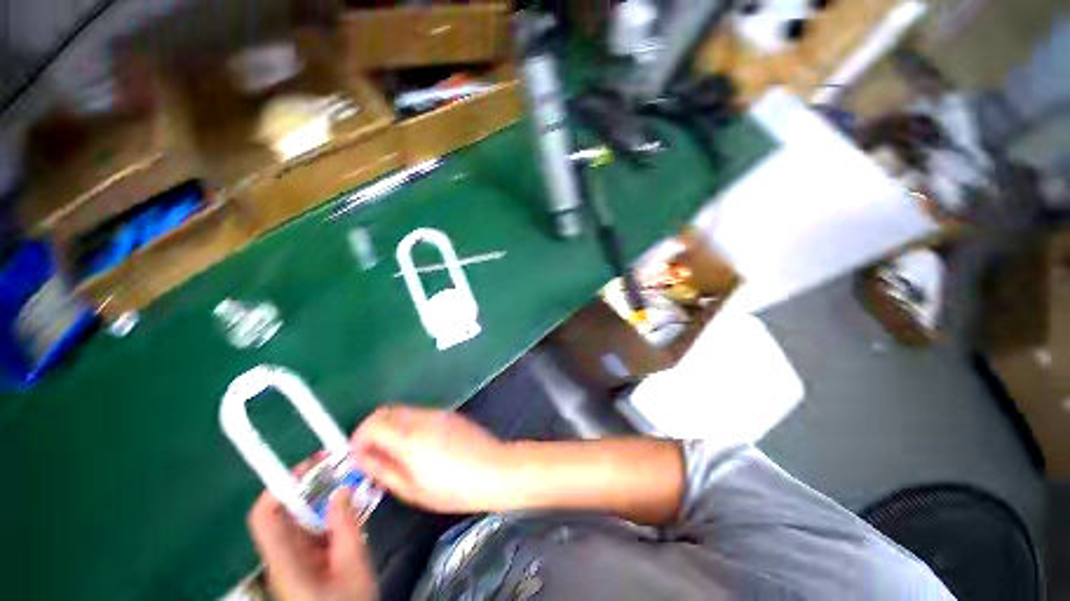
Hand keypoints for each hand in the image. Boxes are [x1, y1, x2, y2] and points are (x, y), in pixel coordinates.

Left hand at [247, 461, 377, 600]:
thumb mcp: (353, 564)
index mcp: (285, 561)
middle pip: (286, 513)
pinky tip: (354, 507)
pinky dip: (332, 515)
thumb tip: (340, 490)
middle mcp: (283, 558)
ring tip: (352, 482)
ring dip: (325, 499)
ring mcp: (295, 562)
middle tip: (340, 466)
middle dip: (312, 486)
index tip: (310, 465)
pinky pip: (315, 531)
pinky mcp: (307, 564)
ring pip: (303, 520)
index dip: (281, 486)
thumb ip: (345, 526)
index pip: (265, 516)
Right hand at [351, 405, 510, 513]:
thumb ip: (382, 469)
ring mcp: (438, 413)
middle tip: (373, 457)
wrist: (494, 469)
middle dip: (372, 431)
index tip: (357, 458)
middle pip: (386, 411)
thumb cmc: (452, 487)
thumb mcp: (411, 488)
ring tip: (395, 455)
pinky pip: (420, 414)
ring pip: (403, 411)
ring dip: (391, 427)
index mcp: (408, 435)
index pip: (372, 422)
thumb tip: (360, 458)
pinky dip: (408, 426)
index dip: (358, 438)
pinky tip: (418, 447)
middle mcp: (421, 417)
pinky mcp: (449, 414)